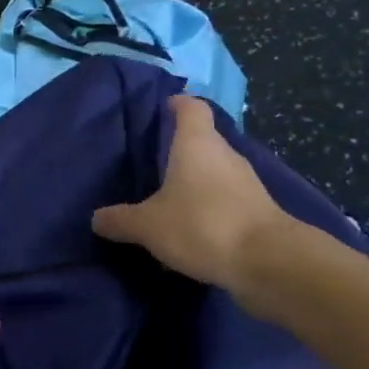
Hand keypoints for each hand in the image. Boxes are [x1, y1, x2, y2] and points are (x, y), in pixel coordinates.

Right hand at [91, 94, 289, 289]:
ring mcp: (246, 184)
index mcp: (197, 144)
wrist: (271, 264)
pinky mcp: (258, 213)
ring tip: (166, 202)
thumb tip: (97, 218)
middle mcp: (225, 155)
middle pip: (202, 141)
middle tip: (150, 164)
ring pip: (214, 174)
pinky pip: (225, 202)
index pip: (191, 107)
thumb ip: (120, 220)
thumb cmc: (202, 225)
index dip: (176, 104)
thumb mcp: (148, 226)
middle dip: (178, 151)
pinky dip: (208, 211)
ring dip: (194, 184)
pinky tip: (190, 232)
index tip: (160, 109)